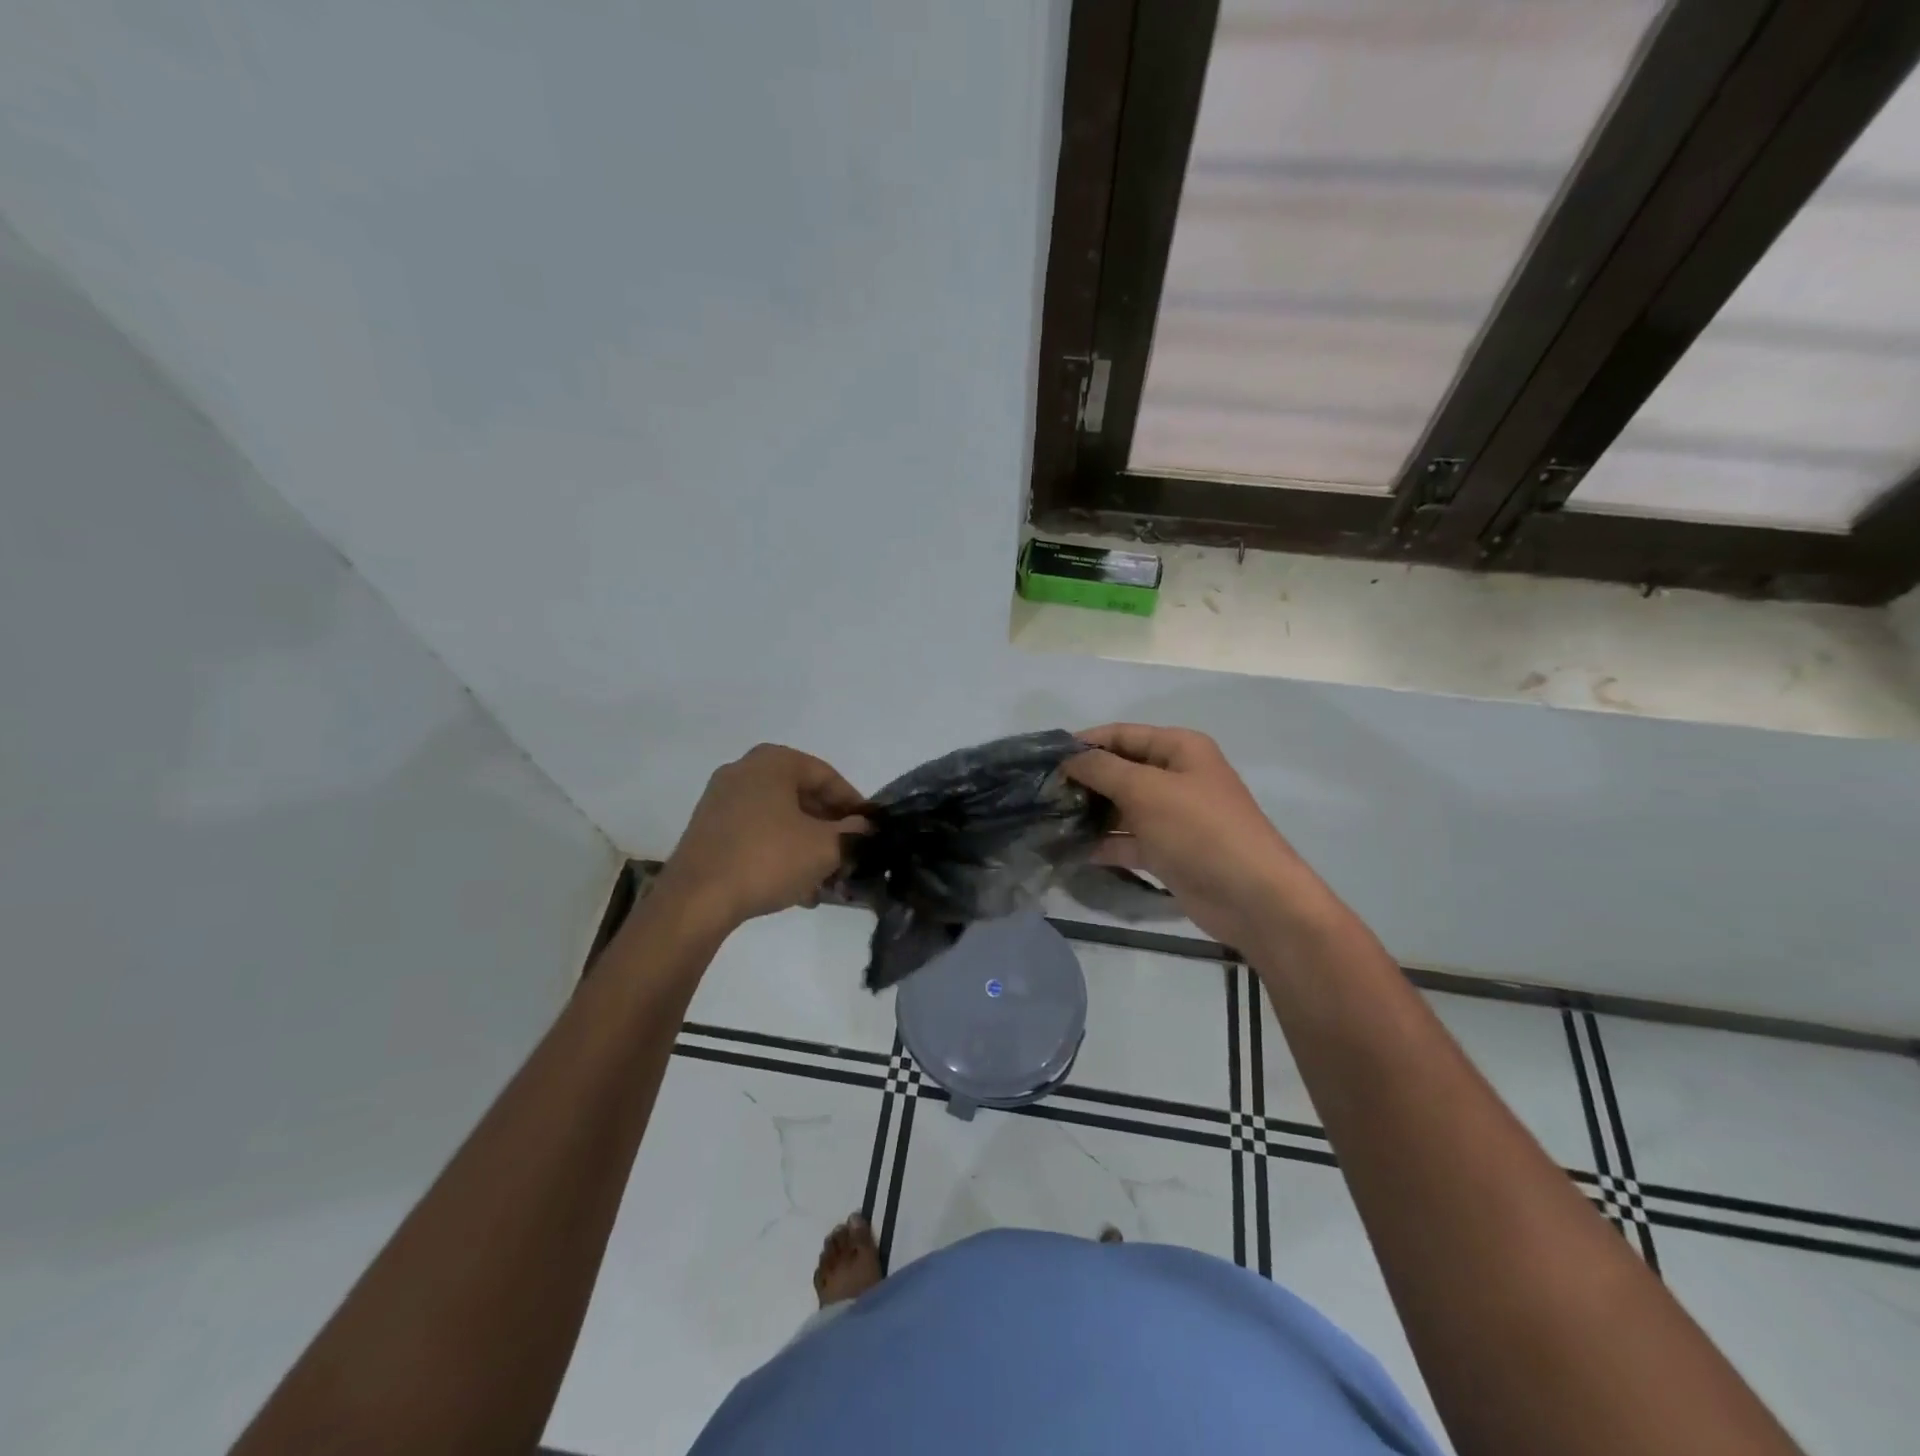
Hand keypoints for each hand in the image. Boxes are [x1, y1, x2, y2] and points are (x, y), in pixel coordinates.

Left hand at [657, 744, 868, 931]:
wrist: (696, 900)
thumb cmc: (767, 859)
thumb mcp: (825, 847)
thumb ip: (854, 834)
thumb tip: (865, 829)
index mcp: (773, 762)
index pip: (827, 776)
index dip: (854, 804)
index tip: (869, 830)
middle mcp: (744, 771)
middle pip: (802, 796)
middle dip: (829, 828)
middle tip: (849, 854)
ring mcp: (721, 800)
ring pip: (779, 818)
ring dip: (806, 845)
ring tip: (826, 879)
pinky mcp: (708, 830)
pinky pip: (756, 834)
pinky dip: (779, 853)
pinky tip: (796, 887)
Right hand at [1064, 724, 1324, 948]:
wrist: (1252, 897)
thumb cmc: (1199, 830)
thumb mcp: (1146, 790)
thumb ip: (1102, 769)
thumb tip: (1067, 759)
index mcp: (1179, 749)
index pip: (1121, 734)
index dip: (1083, 743)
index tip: (1043, 759)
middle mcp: (1175, 777)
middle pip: (1119, 770)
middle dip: (1083, 780)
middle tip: (1040, 794)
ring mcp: (1172, 816)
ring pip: (1120, 807)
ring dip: (1088, 813)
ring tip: (1045, 820)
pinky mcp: (1167, 850)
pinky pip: (1127, 840)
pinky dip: (1102, 843)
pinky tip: (1068, 849)